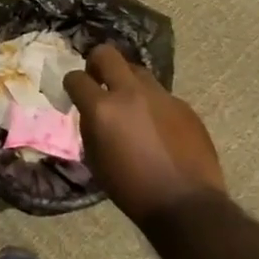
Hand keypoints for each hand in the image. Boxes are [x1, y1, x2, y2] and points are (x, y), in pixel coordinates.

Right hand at [65, 46, 225, 224]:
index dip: (72, 84)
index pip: (76, 77)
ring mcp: (160, 96)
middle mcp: (130, 93)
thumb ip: (90, 127)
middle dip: (96, 62)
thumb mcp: (96, 161)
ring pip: (137, 71)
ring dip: (127, 82)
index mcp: (103, 109)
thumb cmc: (132, 190)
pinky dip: (152, 104)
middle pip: (107, 54)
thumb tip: (91, 112)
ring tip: (130, 105)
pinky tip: (157, 127)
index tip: (74, 92)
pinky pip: (161, 95)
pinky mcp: (183, 105)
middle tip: (98, 80)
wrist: (186, 205)